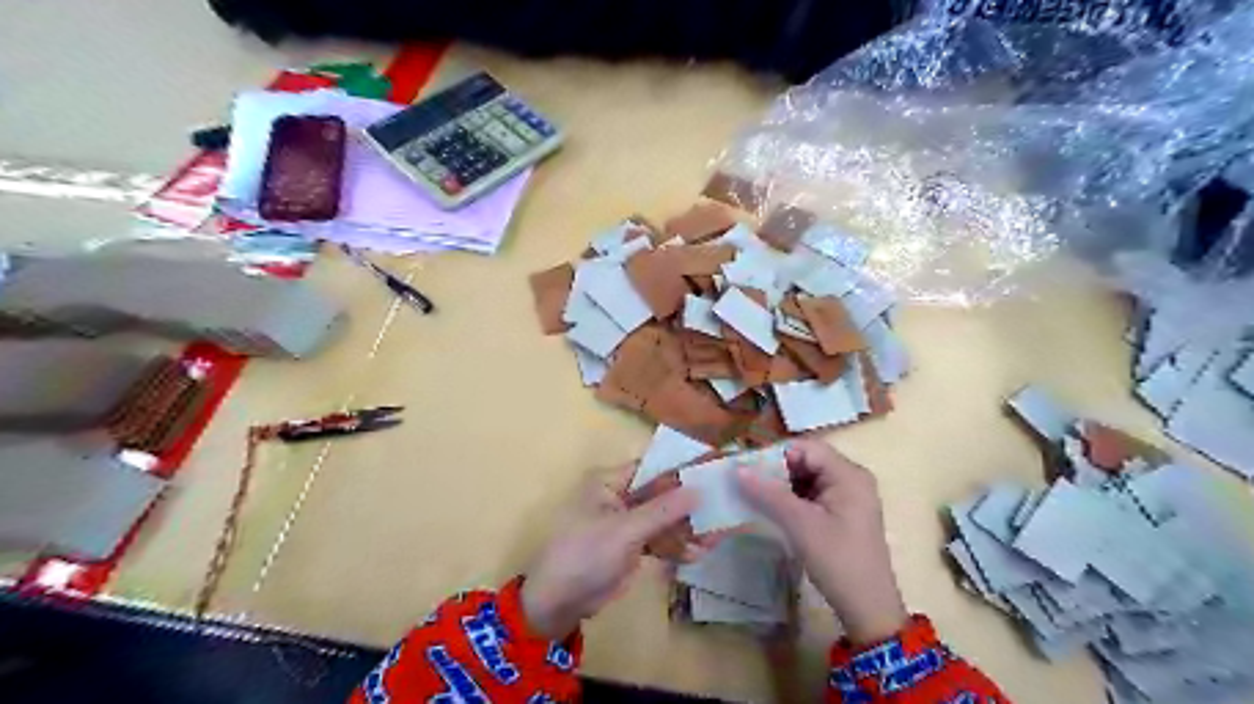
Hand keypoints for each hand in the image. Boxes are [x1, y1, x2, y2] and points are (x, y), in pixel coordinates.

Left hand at [521, 464, 704, 639]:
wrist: (559, 603)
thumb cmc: (585, 555)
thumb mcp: (624, 531)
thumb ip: (662, 511)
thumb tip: (698, 490)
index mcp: (610, 482)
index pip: (652, 467)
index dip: (682, 469)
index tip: (714, 472)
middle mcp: (620, 497)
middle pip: (662, 495)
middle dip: (690, 505)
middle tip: (723, 511)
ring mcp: (627, 523)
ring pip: (664, 520)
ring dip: (687, 529)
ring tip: (716, 538)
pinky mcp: (632, 547)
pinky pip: (660, 540)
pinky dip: (676, 547)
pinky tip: (696, 554)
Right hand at [738, 443, 906, 647]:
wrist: (868, 609)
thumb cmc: (837, 561)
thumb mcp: (800, 524)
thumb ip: (768, 493)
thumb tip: (737, 469)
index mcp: (848, 474)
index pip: (806, 448)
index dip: (775, 455)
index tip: (747, 469)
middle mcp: (851, 478)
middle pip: (807, 461)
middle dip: (777, 471)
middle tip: (747, 484)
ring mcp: (848, 496)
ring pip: (807, 478)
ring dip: (782, 486)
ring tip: (755, 497)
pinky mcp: (843, 513)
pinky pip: (812, 494)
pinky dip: (792, 499)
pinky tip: (773, 510)